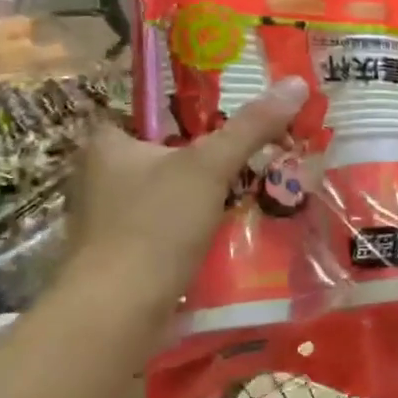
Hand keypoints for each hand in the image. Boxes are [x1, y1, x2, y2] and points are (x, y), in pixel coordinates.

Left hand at [63, 77, 308, 316]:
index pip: (150, 110)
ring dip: (206, 190)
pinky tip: (231, 224)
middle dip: (207, 153)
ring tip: (253, 184)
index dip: (191, 108)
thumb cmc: (154, 226)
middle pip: (166, 151)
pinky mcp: (124, 253)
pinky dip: (196, 222)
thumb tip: (296, 84)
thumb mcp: (209, 167)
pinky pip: (168, 223)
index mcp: (107, 144)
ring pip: (170, 190)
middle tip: (254, 149)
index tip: (231, 114)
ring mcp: (110, 218)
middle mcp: (100, 176)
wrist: (118, 312)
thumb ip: (251, 127)